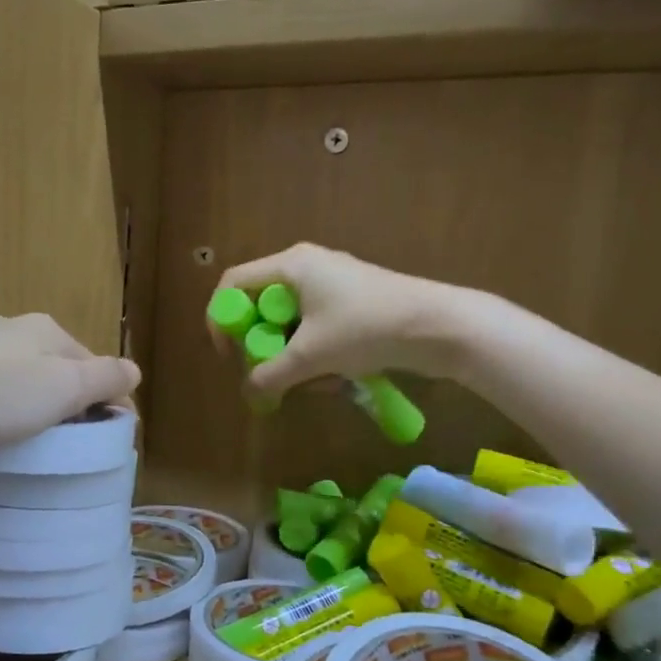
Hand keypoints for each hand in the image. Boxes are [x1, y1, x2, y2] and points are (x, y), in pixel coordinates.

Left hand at [0, 314, 138, 453]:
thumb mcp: (64, 387)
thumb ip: (105, 378)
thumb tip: (135, 371)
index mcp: (48, 330)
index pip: (92, 362)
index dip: (107, 397)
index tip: (110, 435)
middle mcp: (11, 327)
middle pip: (54, 366)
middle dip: (67, 398)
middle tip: (68, 440)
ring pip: (17, 373)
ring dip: (29, 400)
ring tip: (26, 437)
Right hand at [209, 244, 460, 401]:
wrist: (440, 326)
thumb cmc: (365, 328)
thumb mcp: (310, 356)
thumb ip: (270, 376)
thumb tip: (249, 396)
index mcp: (291, 265)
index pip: (233, 283)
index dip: (221, 319)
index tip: (229, 354)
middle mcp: (307, 267)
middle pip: (261, 304)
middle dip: (261, 344)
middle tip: (267, 372)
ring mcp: (332, 284)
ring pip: (289, 321)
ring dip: (291, 355)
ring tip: (310, 382)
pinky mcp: (352, 303)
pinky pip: (315, 327)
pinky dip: (315, 353)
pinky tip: (333, 379)